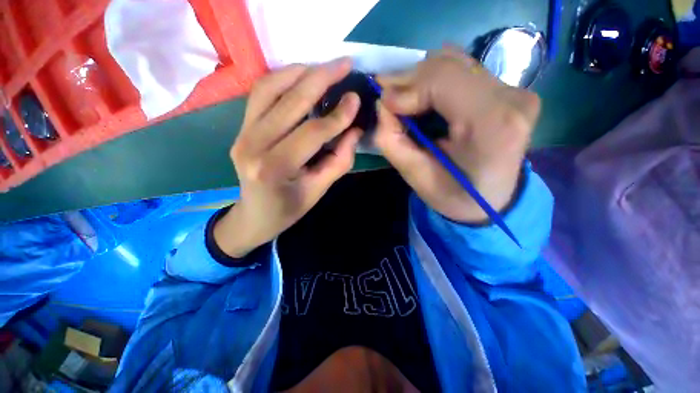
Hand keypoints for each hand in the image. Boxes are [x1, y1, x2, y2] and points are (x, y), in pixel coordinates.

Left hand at [214, 59, 361, 257]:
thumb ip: (339, 160)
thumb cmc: (289, 208)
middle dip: (321, 79)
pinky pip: (260, 93)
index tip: (356, 99)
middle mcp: (252, 145)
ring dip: (299, 72)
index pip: (311, 133)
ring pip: (269, 88)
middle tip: (344, 64)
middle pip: (290, 102)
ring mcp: (241, 133)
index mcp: (274, 169)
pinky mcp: (240, 127)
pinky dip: (282, 78)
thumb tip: (354, 129)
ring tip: (324, 66)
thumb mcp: (319, 191)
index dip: (337, 116)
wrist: (254, 215)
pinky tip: (301, 75)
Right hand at [374, 48, 540, 222]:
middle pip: (447, 64)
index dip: (406, 86)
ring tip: (406, 101)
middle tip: (388, 100)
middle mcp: (511, 99)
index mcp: (491, 125)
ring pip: (454, 62)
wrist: (493, 202)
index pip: (442, 79)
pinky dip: (436, 80)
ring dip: (421, 79)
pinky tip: (427, 100)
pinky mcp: (512, 90)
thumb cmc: (454, 196)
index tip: (384, 103)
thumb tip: (382, 104)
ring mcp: (516, 91)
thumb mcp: (415, 177)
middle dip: (409, 80)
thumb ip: (392, 141)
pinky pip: (464, 70)